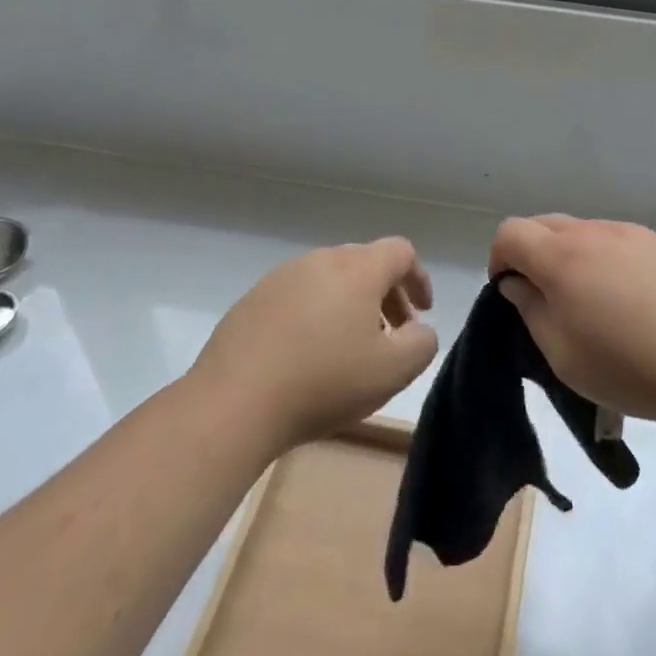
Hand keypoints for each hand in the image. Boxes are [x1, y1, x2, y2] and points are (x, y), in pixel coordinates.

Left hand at [193, 238, 438, 453]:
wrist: (233, 403)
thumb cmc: (323, 382)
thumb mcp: (393, 371)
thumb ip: (421, 343)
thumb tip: (418, 330)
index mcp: (358, 268)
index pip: (400, 252)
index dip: (418, 278)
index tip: (422, 313)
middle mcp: (320, 260)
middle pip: (365, 263)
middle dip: (385, 295)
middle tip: (390, 335)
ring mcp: (281, 278)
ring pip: (329, 280)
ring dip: (349, 305)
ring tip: (348, 349)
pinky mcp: (252, 300)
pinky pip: (297, 297)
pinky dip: (314, 315)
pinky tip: (306, 356)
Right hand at [488, 216, 655, 429]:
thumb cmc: (628, 366)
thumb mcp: (562, 354)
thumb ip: (531, 310)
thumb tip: (518, 284)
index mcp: (561, 257)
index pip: (510, 233)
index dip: (499, 259)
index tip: (510, 291)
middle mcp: (593, 232)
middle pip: (545, 225)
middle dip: (533, 253)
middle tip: (546, 297)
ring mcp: (631, 233)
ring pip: (584, 232)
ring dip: (572, 256)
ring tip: (593, 301)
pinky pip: (619, 241)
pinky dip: (608, 260)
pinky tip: (632, 300)